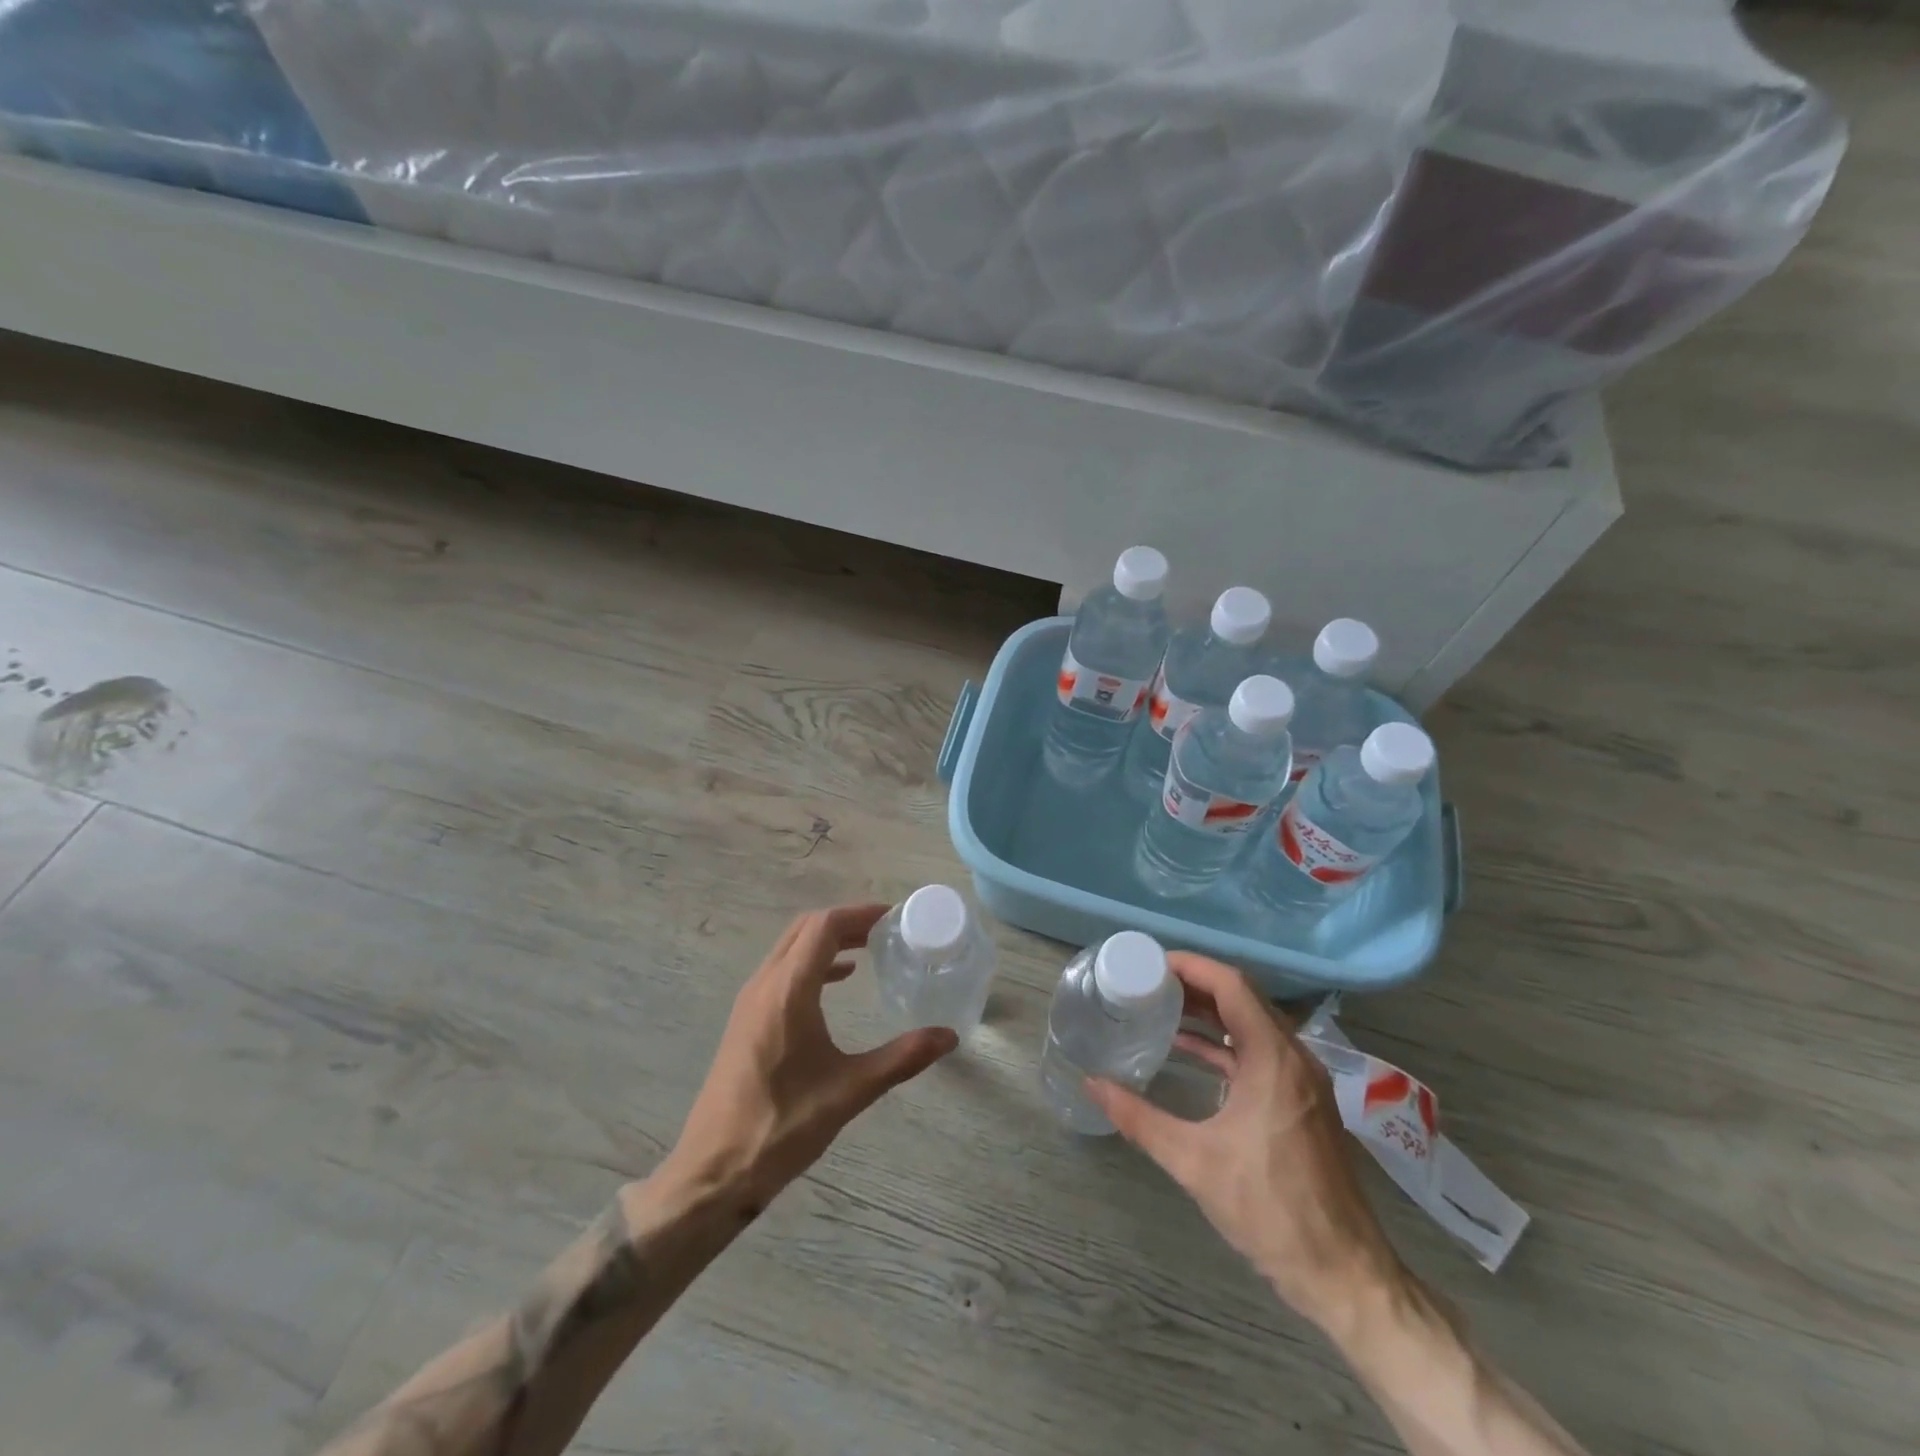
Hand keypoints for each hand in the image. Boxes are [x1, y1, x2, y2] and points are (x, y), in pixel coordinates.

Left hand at [666, 904, 957, 1206]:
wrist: (713, 1171)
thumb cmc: (782, 1126)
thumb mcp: (850, 1091)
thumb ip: (901, 1058)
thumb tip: (948, 1036)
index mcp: (789, 990)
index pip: (824, 926)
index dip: (859, 913)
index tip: (893, 917)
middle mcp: (765, 984)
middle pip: (806, 929)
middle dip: (846, 922)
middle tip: (885, 931)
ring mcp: (750, 1001)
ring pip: (790, 948)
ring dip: (827, 940)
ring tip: (868, 950)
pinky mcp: (745, 1020)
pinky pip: (781, 970)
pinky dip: (811, 962)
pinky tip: (837, 982)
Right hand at [1086, 953, 1404, 1336]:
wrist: (1344, 1274)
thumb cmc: (1270, 1209)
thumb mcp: (1194, 1163)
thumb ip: (1139, 1118)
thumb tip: (1092, 1083)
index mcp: (1274, 1059)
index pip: (1232, 985)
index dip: (1192, 966)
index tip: (1152, 963)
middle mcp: (1294, 1058)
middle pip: (1244, 998)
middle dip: (1196, 985)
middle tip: (1149, 983)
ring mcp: (1303, 1081)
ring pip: (1253, 1024)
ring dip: (1211, 1013)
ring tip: (1162, 1008)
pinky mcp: (1302, 1102)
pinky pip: (1260, 1052)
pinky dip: (1226, 1043)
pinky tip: (1190, 1051)